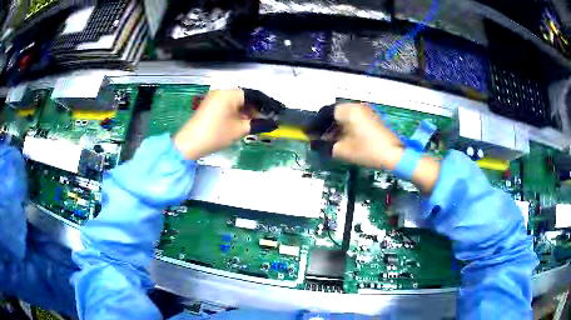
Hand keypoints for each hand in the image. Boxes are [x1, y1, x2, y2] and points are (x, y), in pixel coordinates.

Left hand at [173, 88, 283, 159]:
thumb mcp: (239, 130)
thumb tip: (272, 122)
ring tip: (256, 123)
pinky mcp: (210, 105)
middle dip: (257, 109)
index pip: (254, 95)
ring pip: (237, 102)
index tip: (277, 112)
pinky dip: (237, 113)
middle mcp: (222, 91)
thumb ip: (257, 124)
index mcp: (230, 93)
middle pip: (245, 97)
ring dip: (247, 111)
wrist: (189, 144)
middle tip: (267, 121)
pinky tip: (242, 123)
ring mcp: (214, 98)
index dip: (267, 104)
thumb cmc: (215, 135)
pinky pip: (228, 105)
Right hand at [307, 103, 439, 193]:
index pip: (324, 113)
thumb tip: (314, 144)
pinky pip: (352, 119)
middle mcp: (355, 106)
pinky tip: (342, 140)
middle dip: (323, 126)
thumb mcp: (342, 150)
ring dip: (334, 128)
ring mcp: (365, 111)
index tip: (307, 134)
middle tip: (317, 139)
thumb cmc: (367, 151)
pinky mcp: (371, 118)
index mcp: (347, 110)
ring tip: (328, 142)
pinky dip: (344, 128)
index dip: (314, 124)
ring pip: (343, 116)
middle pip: (333, 113)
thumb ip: (324, 146)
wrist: (395, 154)